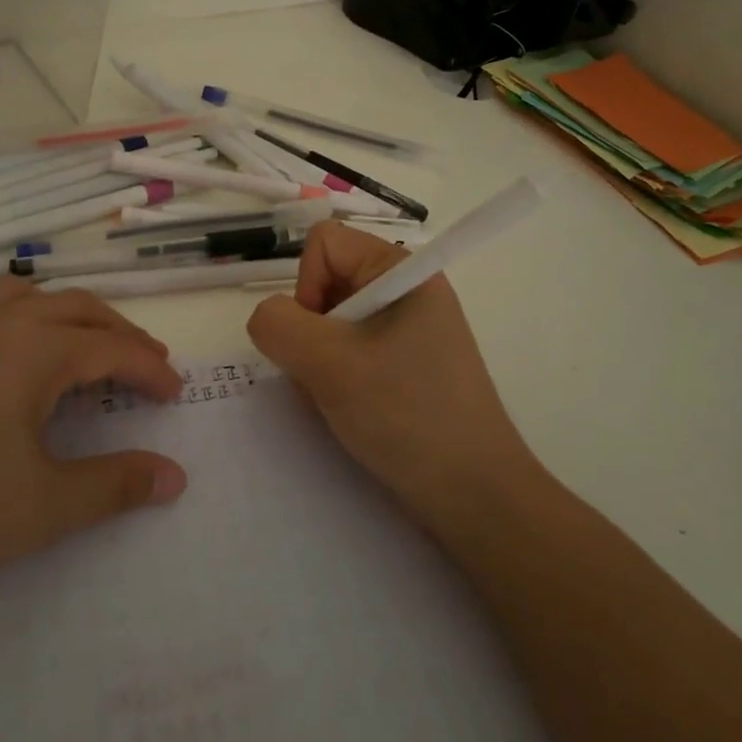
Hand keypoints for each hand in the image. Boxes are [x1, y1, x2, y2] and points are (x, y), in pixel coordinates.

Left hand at [0, 280, 186, 620]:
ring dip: (71, 316)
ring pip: (29, 298)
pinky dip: (26, 319)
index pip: (109, 347)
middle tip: (149, 368)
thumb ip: (117, 484)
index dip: (150, 369)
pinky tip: (23, 362)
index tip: (176, 394)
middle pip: (76, 308)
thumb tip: (176, 477)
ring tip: (92, 350)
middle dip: (120, 333)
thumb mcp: (45, 507)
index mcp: (29, 349)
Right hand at [246, 221, 538, 524]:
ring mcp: (408, 329)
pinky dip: (336, 377)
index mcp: (401, 271)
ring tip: (341, 399)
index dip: (306, 285)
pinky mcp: (405, 364)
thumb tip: (266, 318)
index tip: (319, 338)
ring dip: (320, 360)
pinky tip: (351, 411)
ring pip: (331, 322)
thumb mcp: (331, 365)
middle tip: (328, 376)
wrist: (475, 497)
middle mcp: (405, 290)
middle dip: (311, 331)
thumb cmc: (408, 417)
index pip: (324, 244)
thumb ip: (279, 326)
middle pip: (325, 282)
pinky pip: (350, 351)